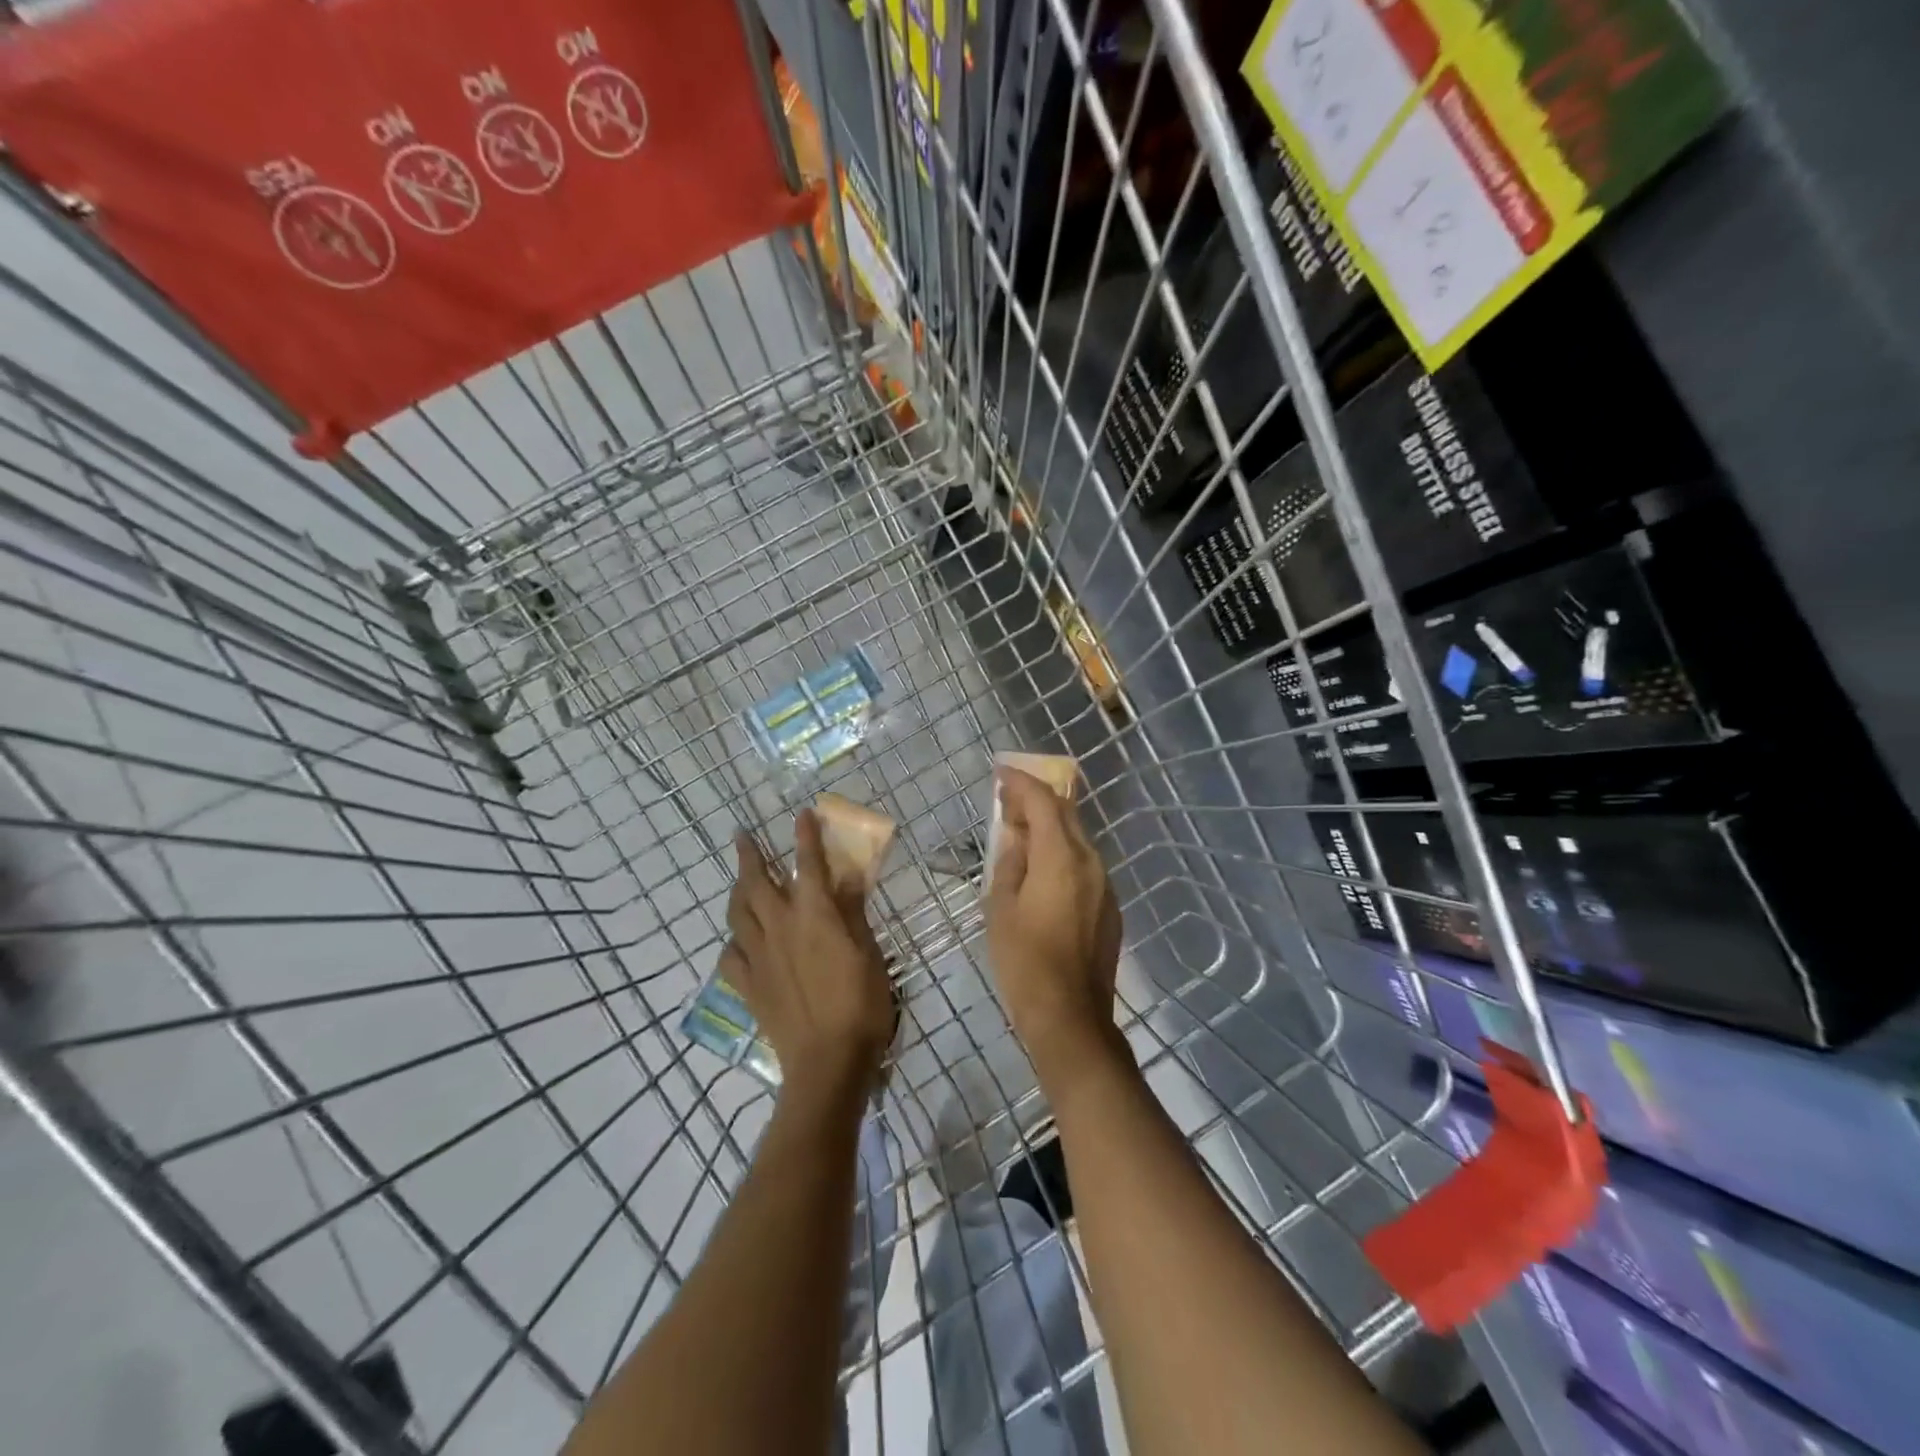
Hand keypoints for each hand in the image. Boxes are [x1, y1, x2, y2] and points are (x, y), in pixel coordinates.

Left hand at [721, 809, 893, 1098]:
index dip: (804, 836)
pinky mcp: (748, 985)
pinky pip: (730, 955)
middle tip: (741, 835)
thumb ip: (854, 912)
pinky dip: (733, 940)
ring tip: (738, 881)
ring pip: (737, 913)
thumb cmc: (860, 1003)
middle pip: (756, 882)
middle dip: (748, 854)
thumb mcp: (869, 953)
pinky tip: (739, 941)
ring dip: (736, 890)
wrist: (827, 1061)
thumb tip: (848, 877)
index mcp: (814, 914)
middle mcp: (780, 926)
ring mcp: (758, 956)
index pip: (807, 864)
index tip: (801, 813)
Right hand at [984, 768, 1122, 1080]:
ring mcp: (1105, 884)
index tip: (1001, 774)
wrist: (1070, 1014)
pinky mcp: (1109, 906)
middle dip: (1036, 801)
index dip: (1021, 783)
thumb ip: (1010, 861)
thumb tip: (1016, 836)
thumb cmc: (1024, 959)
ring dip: (1050, 828)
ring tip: (1020, 836)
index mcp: (1061, 856)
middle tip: (1006, 802)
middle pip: (1066, 814)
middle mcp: (1090, 861)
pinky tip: (1042, 872)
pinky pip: (1084, 865)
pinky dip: (1061, 854)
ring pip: (1077, 839)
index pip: (1043, 801)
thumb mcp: (1001, 907)